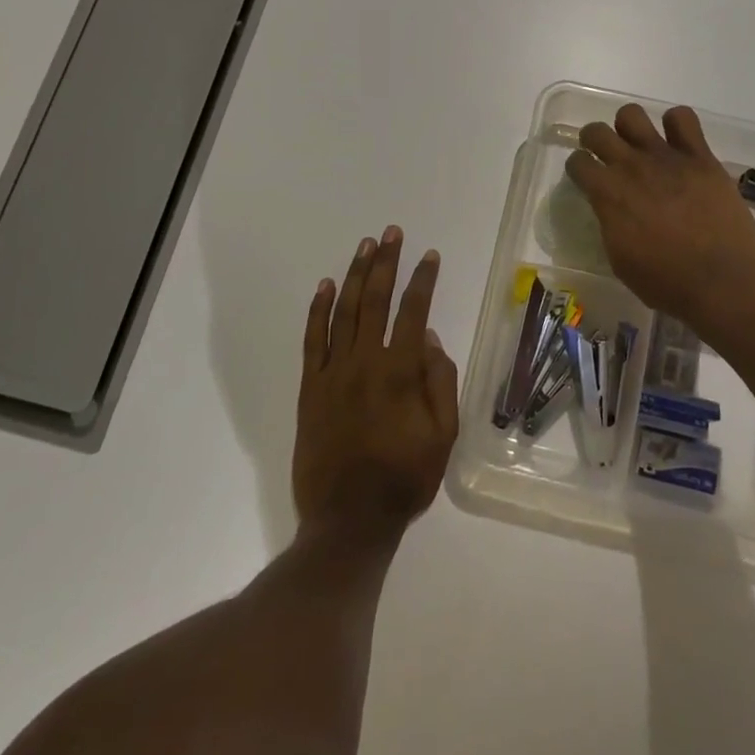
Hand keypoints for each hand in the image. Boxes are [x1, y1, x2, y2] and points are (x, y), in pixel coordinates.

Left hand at [294, 227, 458, 540]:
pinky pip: (313, 340)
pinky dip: (318, 310)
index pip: (414, 312)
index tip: (430, 256)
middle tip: (392, 233)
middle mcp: (366, 362)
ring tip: (365, 246)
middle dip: (386, 262)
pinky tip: (325, 286)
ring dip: (355, 275)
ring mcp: (334, 372)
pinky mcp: (311, 387)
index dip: (423, 280)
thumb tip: (432, 340)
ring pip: (344, 311)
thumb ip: (440, 383)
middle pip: (376, 300)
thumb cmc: (404, 479)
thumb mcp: (443, 436)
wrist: (348, 521)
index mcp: (401, 372)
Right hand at [565, 104, 754, 325]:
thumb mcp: (620, 260)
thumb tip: (611, 208)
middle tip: (605, 155)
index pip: (577, 162)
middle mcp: (631, 166)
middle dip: (594, 140)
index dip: (578, 168)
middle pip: (597, 131)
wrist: (722, 280)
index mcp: (608, 194)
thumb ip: (610, 224)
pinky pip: (682, 117)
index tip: (586, 178)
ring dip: (630, 127)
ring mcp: (666, 157)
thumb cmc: (666, 282)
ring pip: (632, 115)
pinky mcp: (700, 156)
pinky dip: (676, 124)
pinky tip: (679, 143)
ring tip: (640, 145)